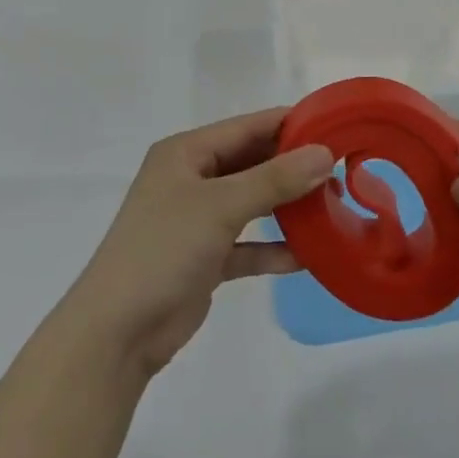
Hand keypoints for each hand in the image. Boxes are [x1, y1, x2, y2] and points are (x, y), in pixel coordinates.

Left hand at [64, 109, 332, 378]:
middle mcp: (192, 179)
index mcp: (186, 153)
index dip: (290, 125)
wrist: (116, 332)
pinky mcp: (205, 258)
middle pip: (252, 163)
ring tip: (333, 206)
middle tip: (342, 170)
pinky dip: (273, 249)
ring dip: (288, 206)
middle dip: (294, 167)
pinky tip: (308, 256)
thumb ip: (274, 179)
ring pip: (253, 203)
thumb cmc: (163, 250)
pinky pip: (248, 245)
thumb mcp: (221, 206)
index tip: (337, 126)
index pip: (248, 127)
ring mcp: (198, 220)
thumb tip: (324, 153)